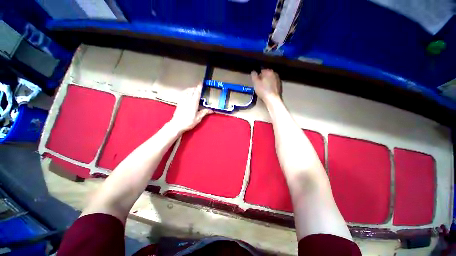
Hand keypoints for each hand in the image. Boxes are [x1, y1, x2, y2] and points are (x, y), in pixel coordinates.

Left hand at [169, 84, 212, 132]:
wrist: (177, 125)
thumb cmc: (188, 122)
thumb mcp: (198, 118)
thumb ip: (204, 112)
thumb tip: (211, 110)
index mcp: (193, 103)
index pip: (197, 93)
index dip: (199, 87)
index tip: (201, 83)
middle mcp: (187, 100)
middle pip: (191, 90)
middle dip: (196, 88)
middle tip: (200, 89)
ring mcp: (182, 100)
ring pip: (187, 91)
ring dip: (191, 89)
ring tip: (194, 90)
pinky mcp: (179, 102)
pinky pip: (183, 94)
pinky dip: (186, 91)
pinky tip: (188, 94)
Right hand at [251, 69, 281, 103]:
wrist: (273, 99)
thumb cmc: (263, 90)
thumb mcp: (255, 83)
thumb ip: (254, 76)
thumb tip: (253, 71)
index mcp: (269, 71)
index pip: (261, 71)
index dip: (258, 76)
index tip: (256, 82)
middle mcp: (275, 74)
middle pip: (266, 75)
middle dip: (262, 79)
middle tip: (259, 86)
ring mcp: (278, 80)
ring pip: (270, 80)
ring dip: (267, 83)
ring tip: (263, 90)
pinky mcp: (280, 86)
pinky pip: (273, 85)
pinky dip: (270, 87)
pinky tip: (267, 92)